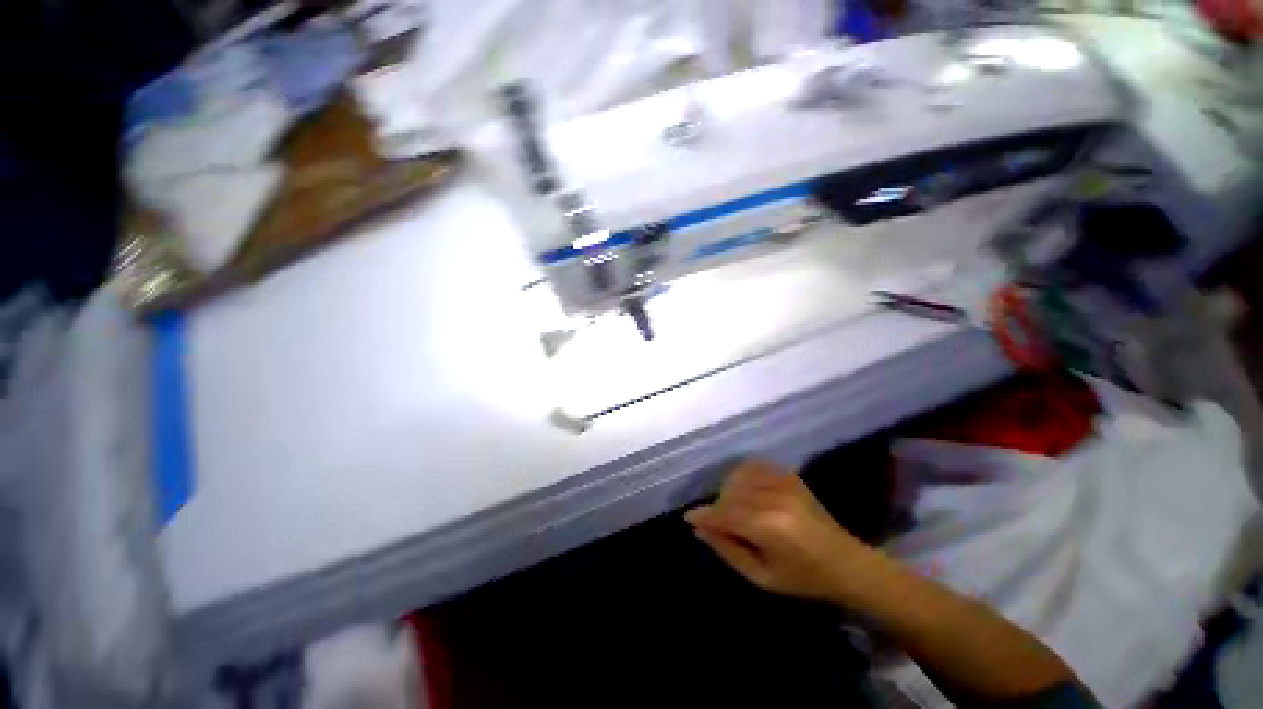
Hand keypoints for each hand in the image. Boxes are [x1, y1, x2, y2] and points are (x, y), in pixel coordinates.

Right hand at [685, 459, 873, 603]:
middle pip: (729, 493)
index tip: (688, 517)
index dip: (703, 515)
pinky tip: (745, 491)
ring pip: (738, 476)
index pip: (724, 514)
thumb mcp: (762, 576)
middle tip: (717, 524)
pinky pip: (754, 465)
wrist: (846, 562)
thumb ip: (728, 550)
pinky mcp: (789, 475)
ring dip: (728, 490)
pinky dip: (742, 475)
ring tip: (733, 509)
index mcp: (768, 527)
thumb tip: (700, 529)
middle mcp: (773, 497)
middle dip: (717, 507)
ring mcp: (783, 482)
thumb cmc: (804, 578)